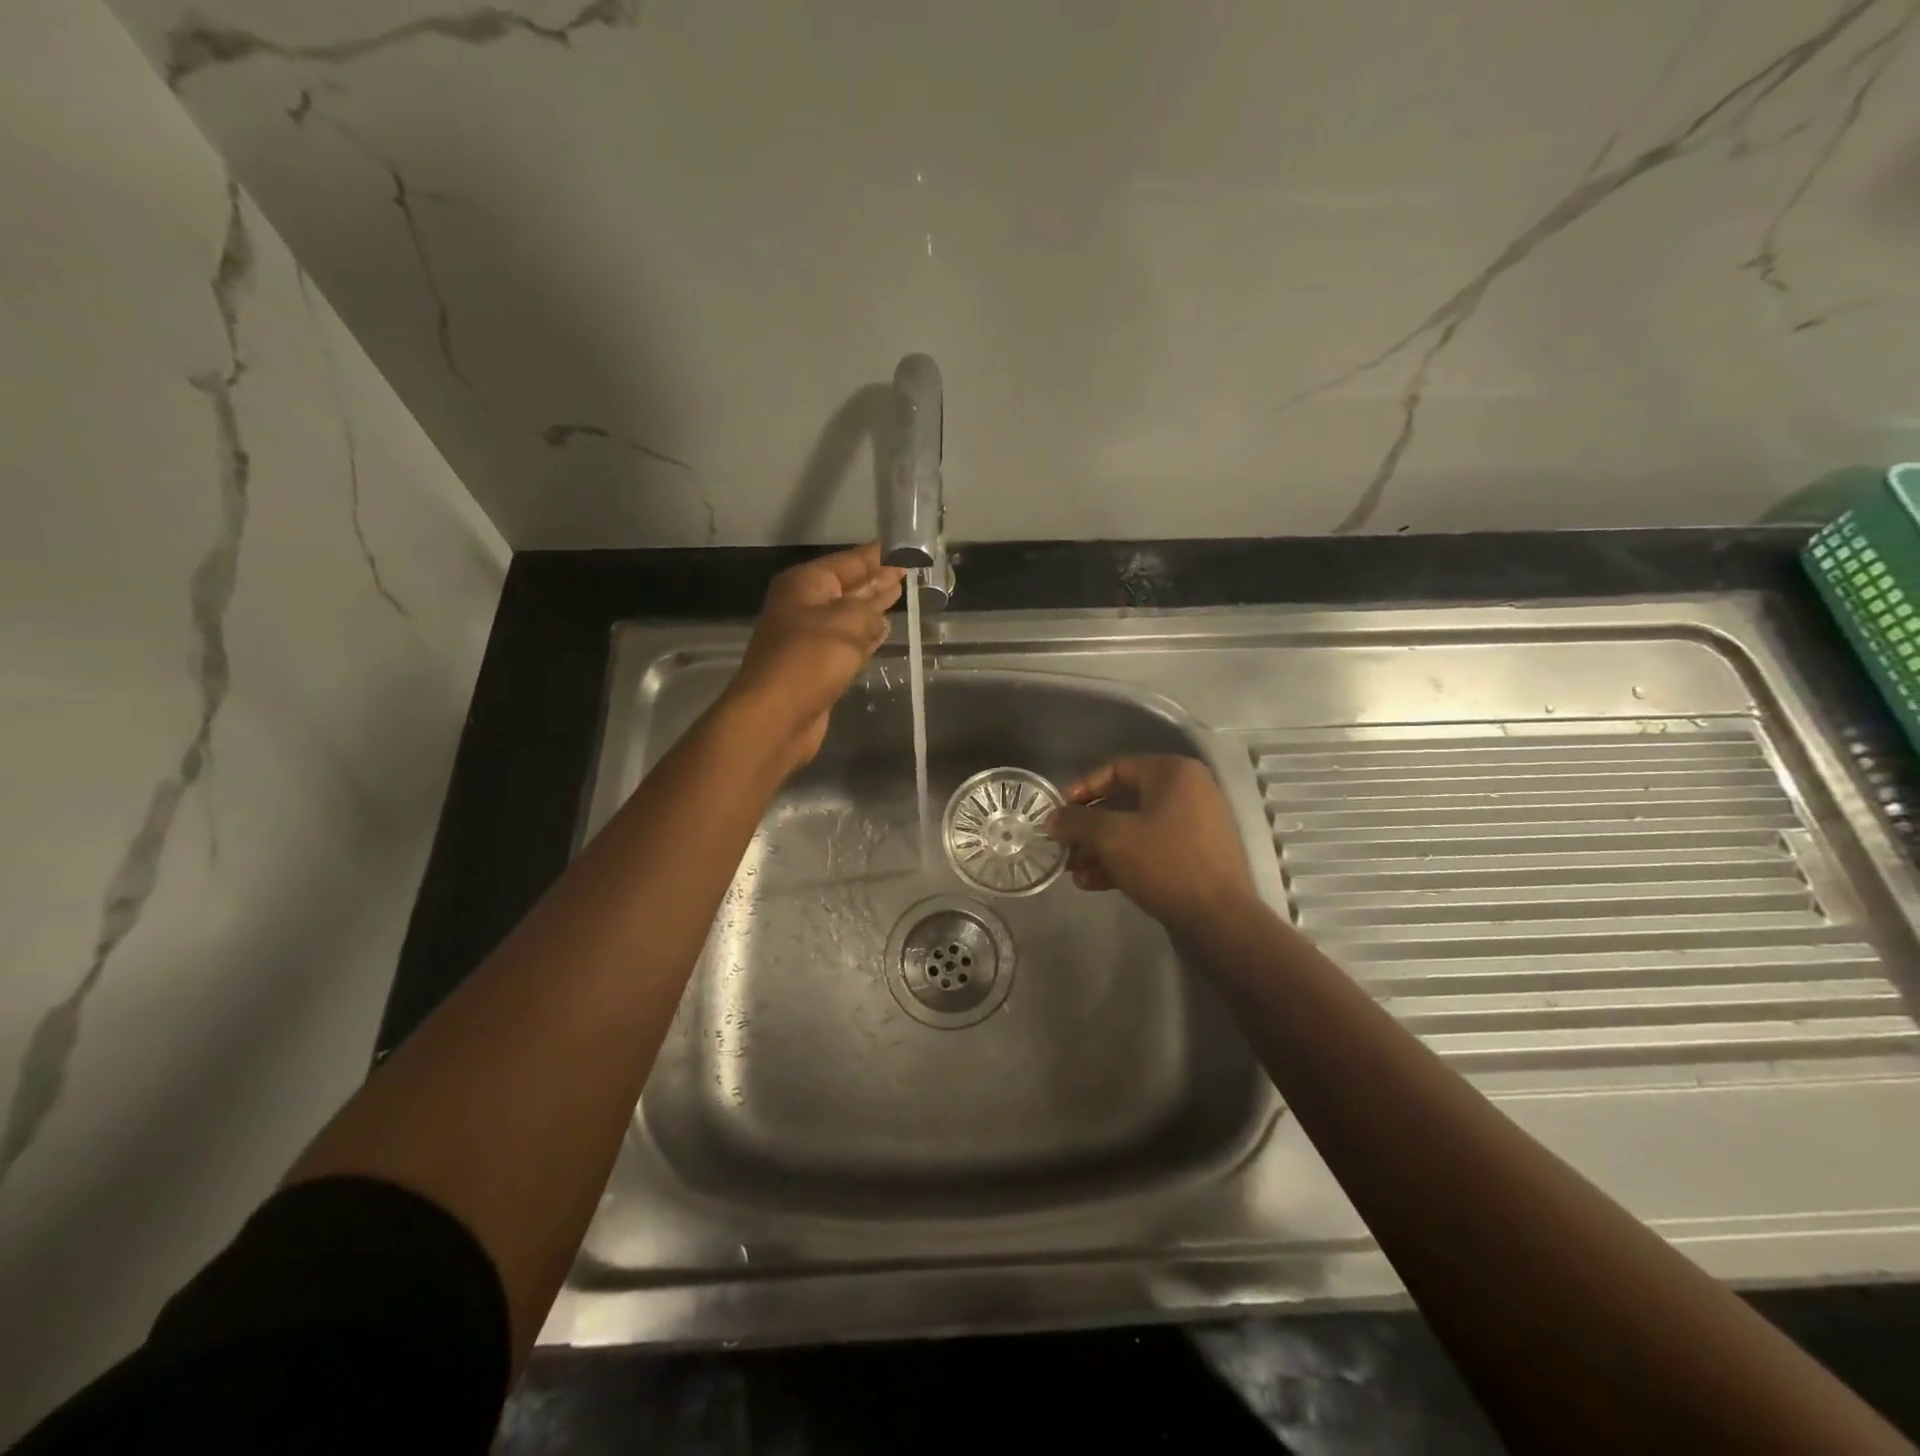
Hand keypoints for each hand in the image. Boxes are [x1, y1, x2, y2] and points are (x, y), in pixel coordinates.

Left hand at [724, 543, 906, 772]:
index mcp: (805, 584)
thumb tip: (879, 619)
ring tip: (899, 594)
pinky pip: (848, 642)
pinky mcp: (817, 667)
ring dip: (872, 607)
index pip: (849, 561)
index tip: (903, 548)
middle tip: (907, 570)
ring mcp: (808, 638)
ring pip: (849, 615)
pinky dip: (866, 636)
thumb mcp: (848, 623)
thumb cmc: (809, 659)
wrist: (776, 715)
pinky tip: (884, 631)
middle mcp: (804, 606)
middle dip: (876, 579)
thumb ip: (870, 613)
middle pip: (847, 587)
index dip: (877, 556)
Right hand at [1045, 755, 1258, 931]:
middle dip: (1088, 827)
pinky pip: (1150, 848)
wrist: (1219, 919)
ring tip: (1073, 872)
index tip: (1058, 812)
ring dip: (1100, 848)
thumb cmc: (1165, 863)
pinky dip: (1122, 860)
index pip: (1116, 769)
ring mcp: (1193, 824)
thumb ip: (1077, 822)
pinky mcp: (1194, 855)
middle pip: (1123, 801)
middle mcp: (1187, 791)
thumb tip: (1051, 819)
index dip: (1082, 789)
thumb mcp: (1112, 837)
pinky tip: (1092, 883)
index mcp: (1173, 773)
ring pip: (1134, 828)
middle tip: (1062, 847)